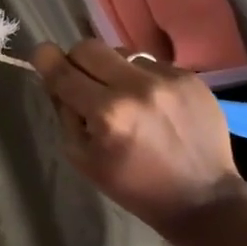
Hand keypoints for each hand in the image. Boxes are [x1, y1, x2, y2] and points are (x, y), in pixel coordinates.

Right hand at [32, 38, 245, 231]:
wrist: (203, 199)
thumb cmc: (134, 185)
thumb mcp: (82, 158)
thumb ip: (64, 113)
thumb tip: (56, 81)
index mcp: (107, 113)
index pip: (62, 69)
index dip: (45, 59)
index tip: (43, 58)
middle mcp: (136, 87)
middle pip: (88, 47)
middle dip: (77, 62)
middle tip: (83, 83)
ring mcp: (167, 79)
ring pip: (120, 52)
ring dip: (112, 70)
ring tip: (124, 97)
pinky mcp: (190, 77)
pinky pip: (150, 63)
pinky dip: (141, 78)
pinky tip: (151, 103)